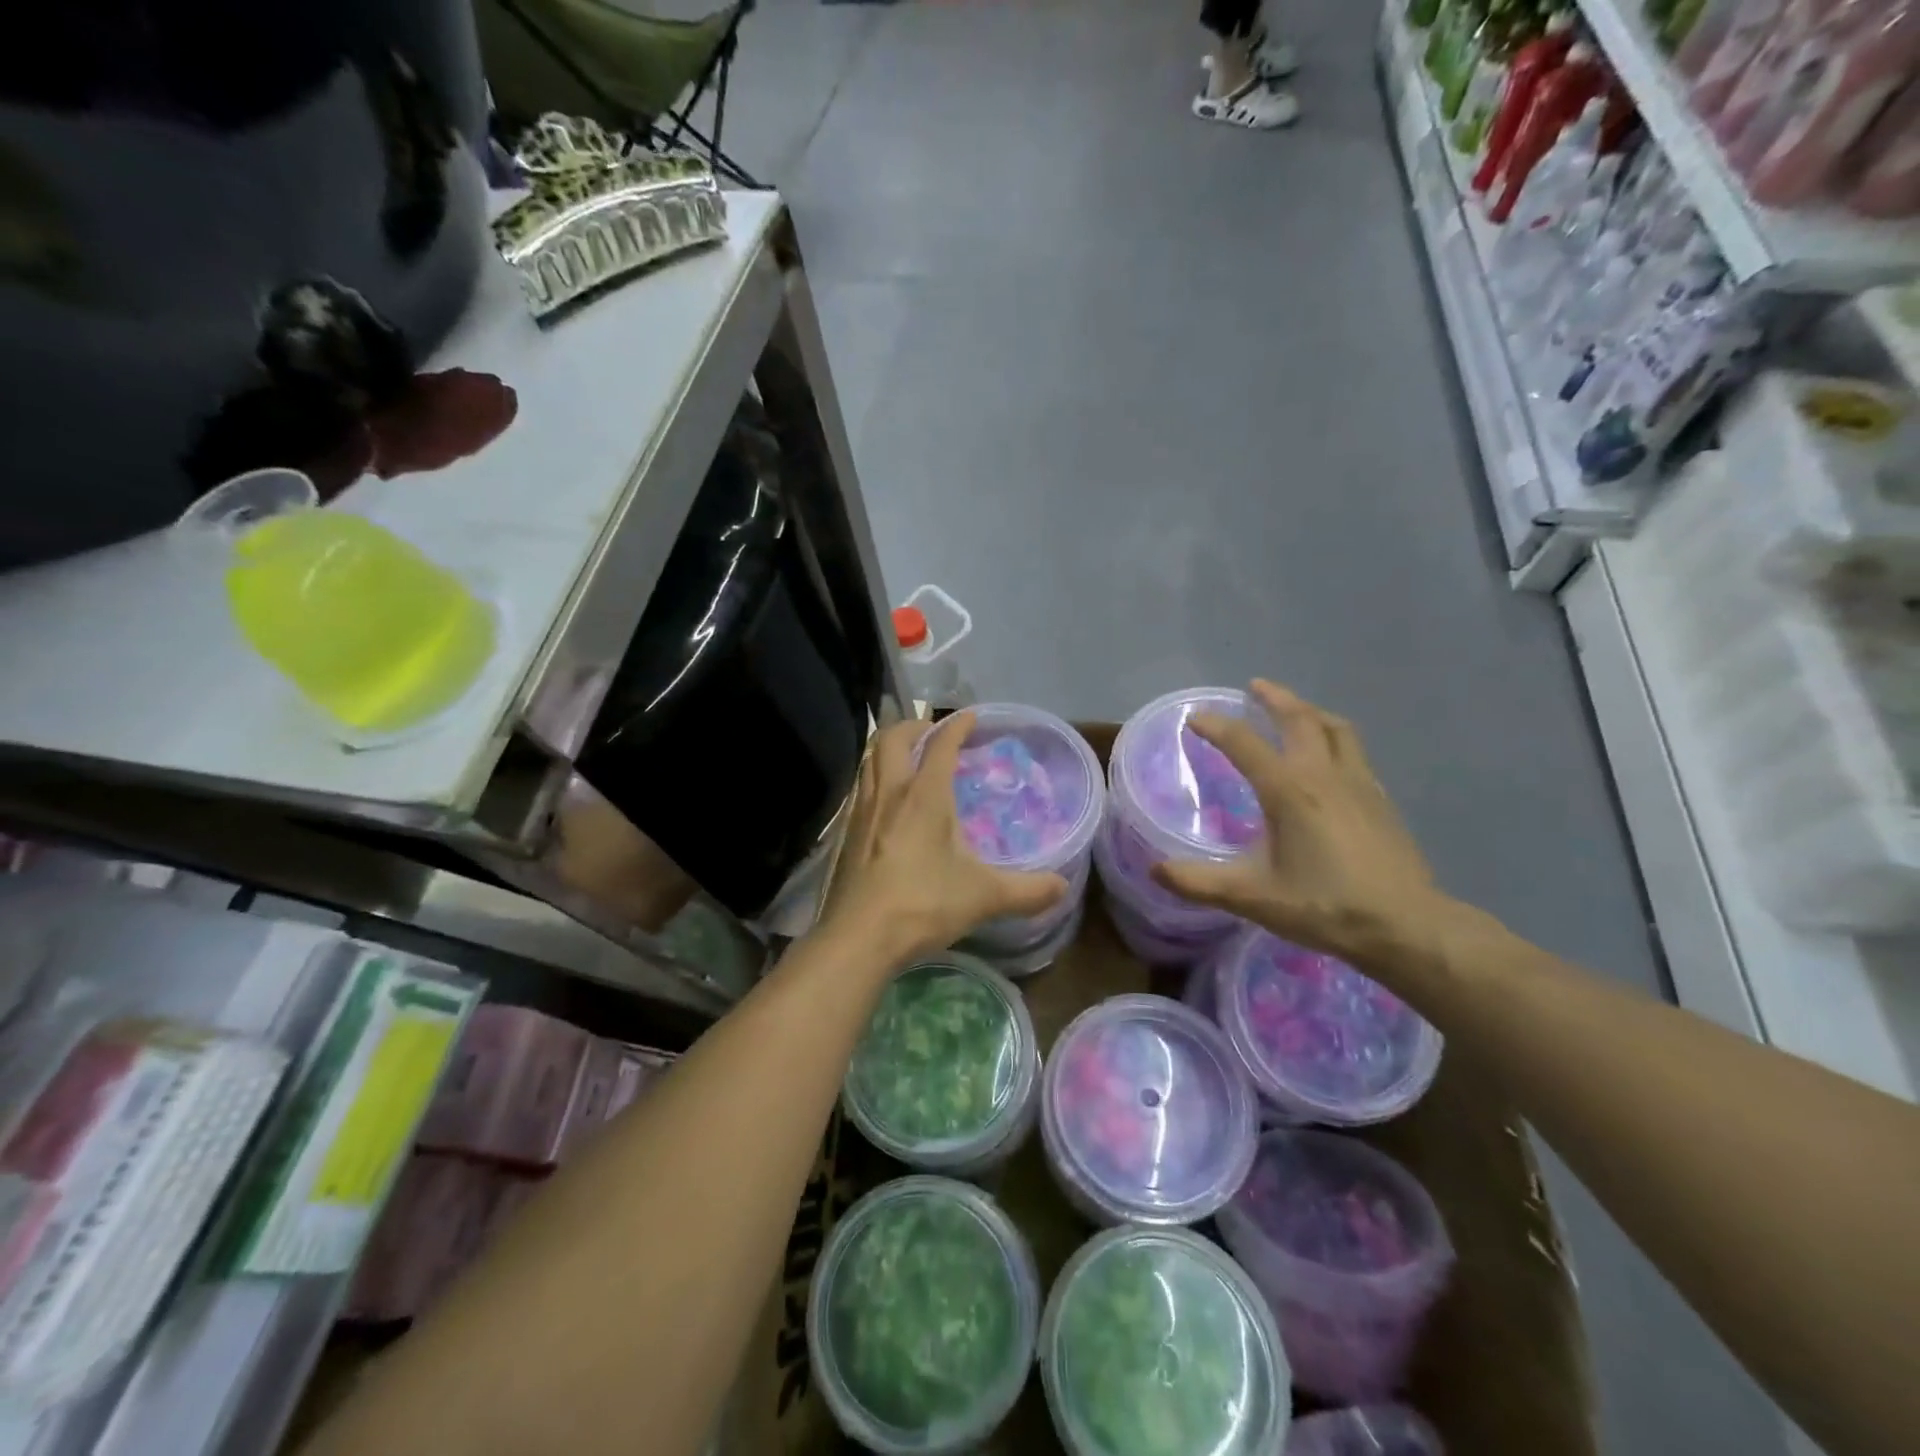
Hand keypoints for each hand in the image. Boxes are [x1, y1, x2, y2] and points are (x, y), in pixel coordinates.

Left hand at [822, 712, 1067, 965]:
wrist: (859, 937)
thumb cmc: (924, 905)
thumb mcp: (984, 897)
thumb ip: (1027, 890)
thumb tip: (1062, 887)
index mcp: (924, 795)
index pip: (941, 745)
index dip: (957, 726)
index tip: (971, 717)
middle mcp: (890, 793)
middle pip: (893, 738)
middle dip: (914, 726)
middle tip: (933, 733)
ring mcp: (862, 812)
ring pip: (870, 760)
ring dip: (890, 749)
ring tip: (909, 759)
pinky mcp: (847, 834)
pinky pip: (861, 788)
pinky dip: (876, 778)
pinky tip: (888, 804)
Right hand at [1150, 680, 1455, 969]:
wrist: (1405, 926)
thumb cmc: (1325, 906)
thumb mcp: (1253, 897)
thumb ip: (1199, 882)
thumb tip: (1154, 869)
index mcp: (1289, 790)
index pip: (1244, 743)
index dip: (1215, 726)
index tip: (1194, 718)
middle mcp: (1323, 774)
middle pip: (1299, 718)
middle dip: (1274, 698)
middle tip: (1254, 686)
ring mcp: (1358, 783)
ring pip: (1335, 728)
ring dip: (1309, 711)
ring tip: (1294, 710)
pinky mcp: (1379, 799)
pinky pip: (1353, 751)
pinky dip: (1334, 738)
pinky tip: (1330, 758)